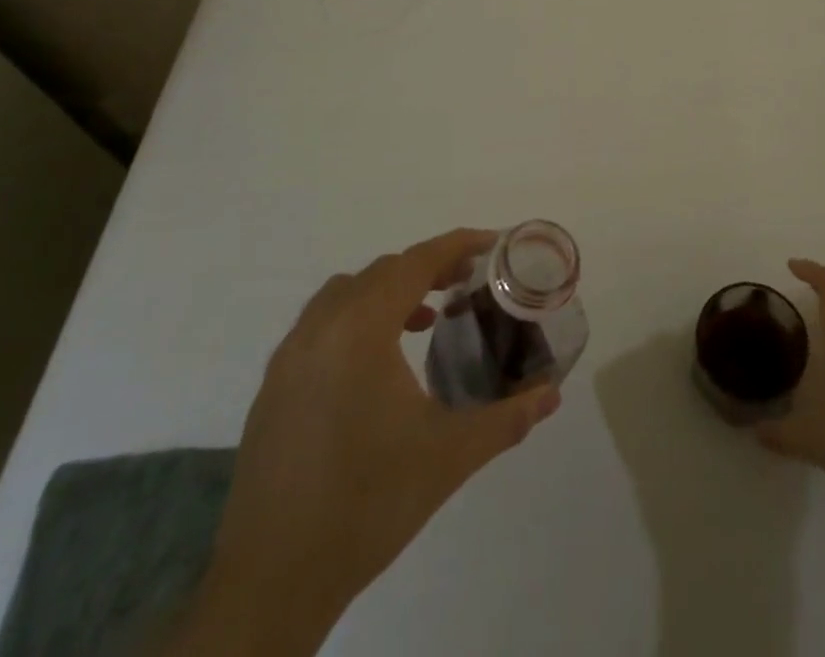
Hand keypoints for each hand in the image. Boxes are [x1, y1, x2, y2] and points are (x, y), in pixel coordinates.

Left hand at [177, 229, 561, 653]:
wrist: (273, 581)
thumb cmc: (369, 504)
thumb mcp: (450, 456)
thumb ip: (507, 418)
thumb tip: (552, 394)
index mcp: (360, 329)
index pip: (415, 262)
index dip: (456, 245)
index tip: (492, 243)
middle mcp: (320, 328)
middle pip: (382, 272)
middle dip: (428, 268)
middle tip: (467, 283)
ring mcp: (289, 356)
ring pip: (347, 294)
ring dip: (389, 292)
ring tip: (426, 319)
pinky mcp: (272, 386)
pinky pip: (321, 325)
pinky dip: (357, 319)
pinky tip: (378, 365)